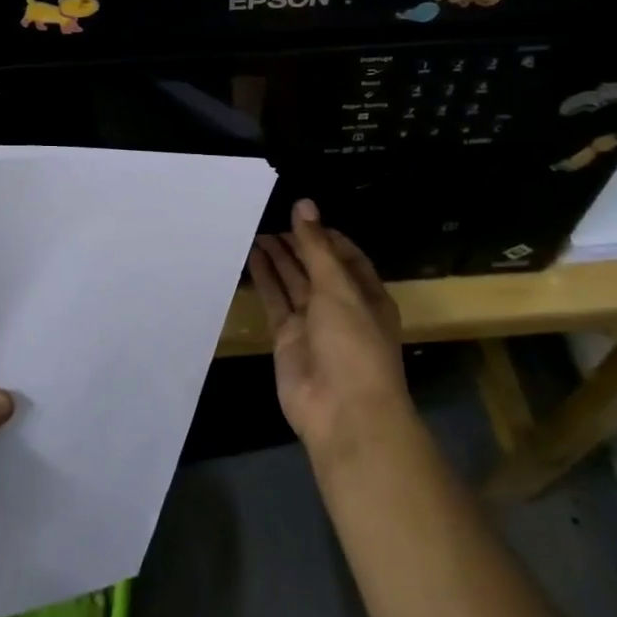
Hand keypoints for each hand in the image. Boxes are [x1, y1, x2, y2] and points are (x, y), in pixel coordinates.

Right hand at [248, 199, 409, 461]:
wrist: (343, 413)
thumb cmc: (353, 343)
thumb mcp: (338, 287)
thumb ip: (316, 246)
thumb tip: (304, 203)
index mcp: (366, 294)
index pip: (345, 256)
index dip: (323, 234)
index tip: (299, 213)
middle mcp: (340, 306)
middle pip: (316, 267)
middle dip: (297, 243)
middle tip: (268, 215)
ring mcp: (313, 324)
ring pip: (293, 282)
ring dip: (277, 257)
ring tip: (254, 228)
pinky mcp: (287, 339)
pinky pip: (274, 302)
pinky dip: (264, 280)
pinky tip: (250, 256)